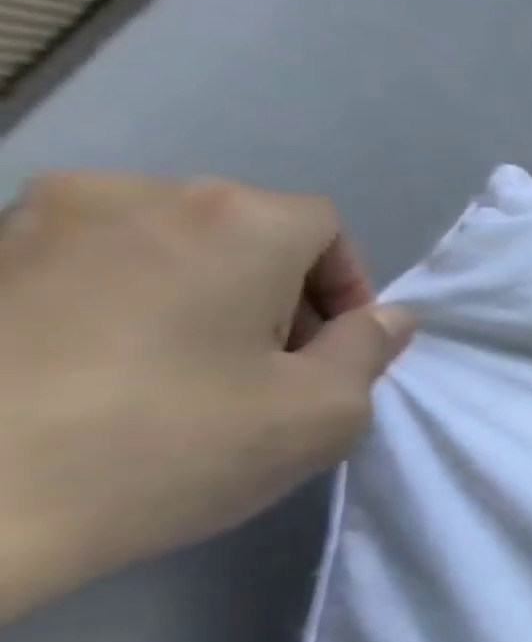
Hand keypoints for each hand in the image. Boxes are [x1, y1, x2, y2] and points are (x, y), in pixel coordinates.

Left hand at [0, 172, 415, 619]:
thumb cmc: (167, 447)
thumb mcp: (324, 411)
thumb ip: (370, 351)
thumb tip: (385, 318)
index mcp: (233, 219)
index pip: (325, 229)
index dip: (345, 289)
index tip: (330, 354)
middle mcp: (133, 194)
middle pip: (245, 231)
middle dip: (275, 292)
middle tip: (266, 370)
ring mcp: (32, 223)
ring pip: (164, 246)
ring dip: (198, 295)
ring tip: (180, 373)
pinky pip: (85, 268)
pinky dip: (118, 305)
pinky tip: (101, 374)